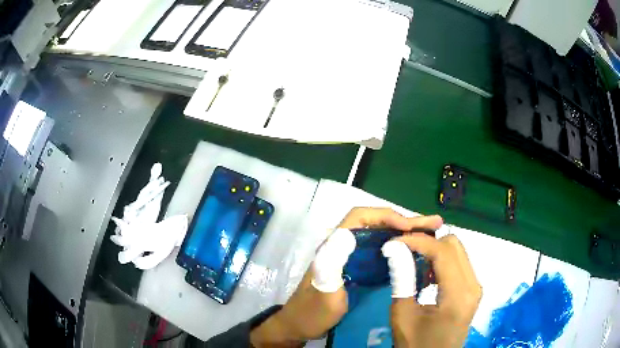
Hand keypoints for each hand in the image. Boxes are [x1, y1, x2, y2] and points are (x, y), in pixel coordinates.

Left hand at [250, 207, 443, 346]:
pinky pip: (382, 251)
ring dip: (405, 232)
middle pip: (376, 223)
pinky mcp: (358, 269)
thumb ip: (330, 267)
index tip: (410, 226)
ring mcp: (352, 257)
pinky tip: (415, 253)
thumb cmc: (311, 312)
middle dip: (405, 221)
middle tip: (434, 223)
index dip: (386, 216)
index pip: (361, 217)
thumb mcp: (322, 293)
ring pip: (381, 236)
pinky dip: (400, 248)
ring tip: (431, 234)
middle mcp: (344, 246)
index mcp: (334, 246)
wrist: (302, 326)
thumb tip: (344, 234)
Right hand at [387, 233, 481, 347]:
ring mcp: (475, 286)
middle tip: (403, 251)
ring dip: (434, 251)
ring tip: (413, 262)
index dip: (418, 241)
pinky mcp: (472, 289)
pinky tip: (427, 275)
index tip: (394, 241)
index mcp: (458, 295)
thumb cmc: (416, 344)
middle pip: (454, 245)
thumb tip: (395, 248)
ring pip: (457, 251)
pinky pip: (459, 263)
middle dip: (427, 243)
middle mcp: (473, 285)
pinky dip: (441, 261)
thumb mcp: (403, 315)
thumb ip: (402, 280)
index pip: (442, 252)